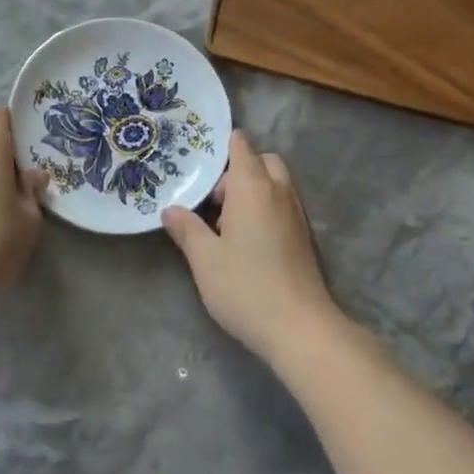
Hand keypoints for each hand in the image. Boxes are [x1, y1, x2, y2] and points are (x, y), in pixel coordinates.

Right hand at [160, 132, 339, 364]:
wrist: (300, 328)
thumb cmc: (246, 287)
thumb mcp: (205, 260)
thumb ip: (187, 229)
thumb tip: (170, 210)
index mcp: (253, 188)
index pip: (242, 147)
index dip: (222, 145)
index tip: (198, 158)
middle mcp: (279, 193)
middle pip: (262, 162)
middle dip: (237, 171)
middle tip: (212, 201)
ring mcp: (296, 214)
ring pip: (274, 184)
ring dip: (251, 192)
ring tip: (224, 225)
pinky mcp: (303, 236)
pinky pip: (281, 205)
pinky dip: (264, 209)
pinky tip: (244, 241)